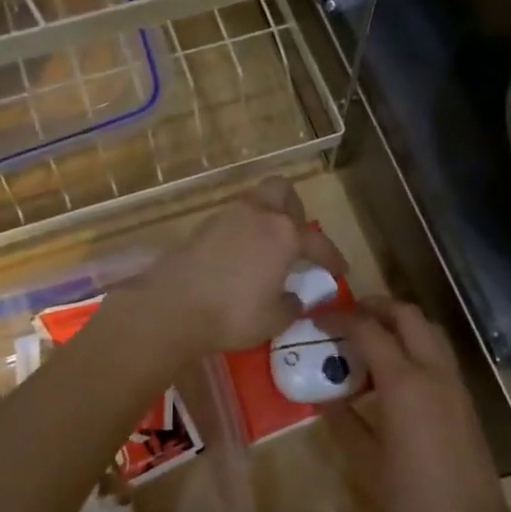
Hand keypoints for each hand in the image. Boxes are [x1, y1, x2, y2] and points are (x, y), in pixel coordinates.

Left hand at [133, 178, 347, 357]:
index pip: (317, 241)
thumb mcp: (274, 319)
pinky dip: (244, 231)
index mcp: (284, 234)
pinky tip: (242, 257)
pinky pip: (234, 219)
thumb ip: (291, 305)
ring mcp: (227, 216)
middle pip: (282, 191)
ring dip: (267, 218)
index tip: (339, 270)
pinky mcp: (202, 226)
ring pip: (256, 202)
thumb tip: (293, 297)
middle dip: (294, 211)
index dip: (332, 257)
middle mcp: (258, 214)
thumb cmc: (233, 314)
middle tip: (296, 240)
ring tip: (269, 249)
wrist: (171, 307)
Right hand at [318, 297, 510, 511]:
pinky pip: (438, 350)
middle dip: (375, 306)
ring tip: (373, 336)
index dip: (340, 319)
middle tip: (349, 316)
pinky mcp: (464, 395)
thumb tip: (324, 397)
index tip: (318, 319)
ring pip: (428, 328)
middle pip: (406, 314)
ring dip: (400, 320)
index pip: (368, 330)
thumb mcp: (365, 460)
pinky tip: (398, 368)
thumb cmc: (412, 495)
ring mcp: (453, 380)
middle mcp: (432, 369)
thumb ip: (342, 421)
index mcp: (403, 382)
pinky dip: (416, 341)